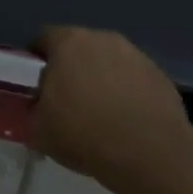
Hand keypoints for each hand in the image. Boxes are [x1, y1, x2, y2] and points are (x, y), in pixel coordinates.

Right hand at [32, 27, 192, 187]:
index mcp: (68, 42)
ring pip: (109, 62)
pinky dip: (128, 94)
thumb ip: (32, 111)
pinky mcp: (161, 76)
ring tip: (101, 114)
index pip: (43, 38)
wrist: (152, 155)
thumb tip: (36, 106)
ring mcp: (136, 55)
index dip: (37, 60)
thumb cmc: (85, 134)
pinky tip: (127, 122)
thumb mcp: (39, 130)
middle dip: (72, 69)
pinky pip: (134, 80)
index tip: (37, 85)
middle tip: (67, 100)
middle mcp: (102, 38)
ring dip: (102, 80)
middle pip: (79, 48)